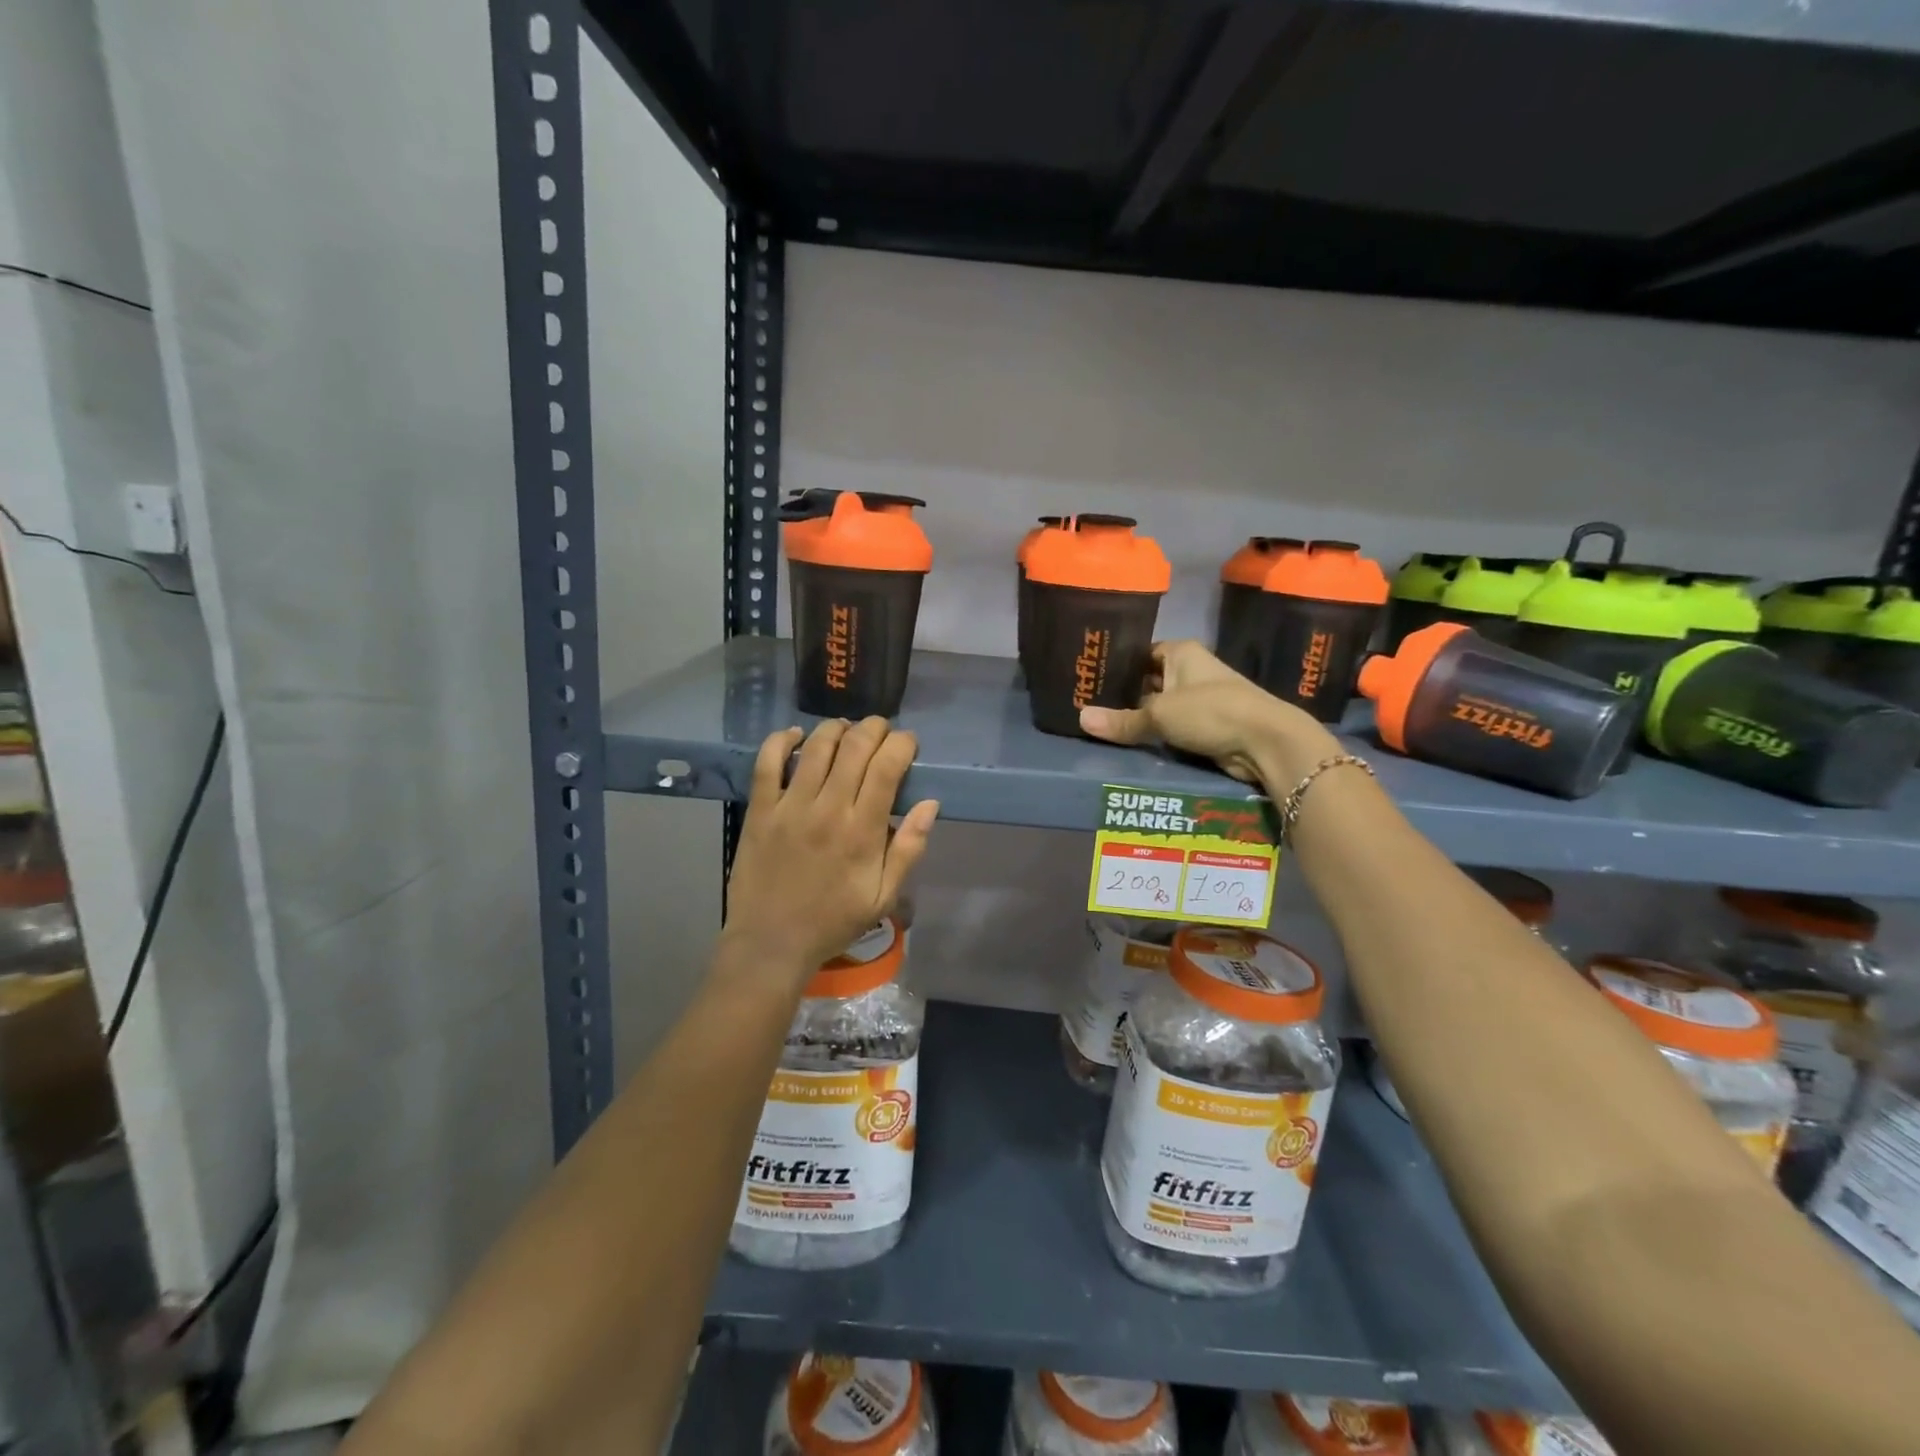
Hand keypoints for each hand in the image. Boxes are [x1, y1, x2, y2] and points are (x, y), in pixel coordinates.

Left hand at [721, 718, 938, 981]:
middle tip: (881, 731)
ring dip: (837, 728)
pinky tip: (797, 735)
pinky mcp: (760, 810)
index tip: (908, 743)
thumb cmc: (833, 921)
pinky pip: (768, 762)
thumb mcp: (884, 896)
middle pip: (855, 747)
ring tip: (846, 730)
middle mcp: (828, 809)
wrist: (771, 942)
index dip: (902, 744)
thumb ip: (909, 849)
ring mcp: (790, 806)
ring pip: (816, 747)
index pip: (887, 767)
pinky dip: (783, 740)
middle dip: (874, 728)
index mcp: (863, 831)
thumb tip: (930, 803)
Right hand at [1079, 641, 1338, 785]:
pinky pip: (1172, 727)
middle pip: (1148, 679)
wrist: (1266, 741)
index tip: (1088, 677)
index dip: (1116, 664)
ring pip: (1159, 705)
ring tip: (1100, 724)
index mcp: (1180, 652)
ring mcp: (1200, 698)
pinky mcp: (1207, 725)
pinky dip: (1155, 734)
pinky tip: (1129, 741)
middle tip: (1086, 704)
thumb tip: (1081, 719)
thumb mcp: (1159, 714)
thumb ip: (1121, 720)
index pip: (1140, 652)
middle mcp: (1190, 670)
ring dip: (1139, 716)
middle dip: (1123, 693)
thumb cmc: (1211, 711)